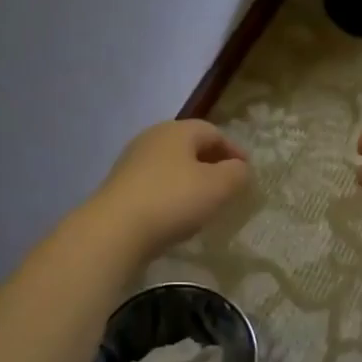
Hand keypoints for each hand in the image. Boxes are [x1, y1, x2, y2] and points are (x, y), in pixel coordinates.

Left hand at [93, 119, 250, 260]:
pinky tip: (177, 214)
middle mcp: (152, 138)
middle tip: (227, 185)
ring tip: (204, 202)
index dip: (234, 150)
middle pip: (190, 146)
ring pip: (171, 165)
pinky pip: (155, 184)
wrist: (115, 230)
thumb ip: (237, 173)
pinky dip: (172, 193)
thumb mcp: (218, 186)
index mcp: (177, 131)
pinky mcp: (120, 186)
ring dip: (191, 179)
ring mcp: (132, 162)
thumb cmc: (173, 200)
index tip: (247, 171)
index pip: (213, 132)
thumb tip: (240, 168)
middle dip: (212, 163)